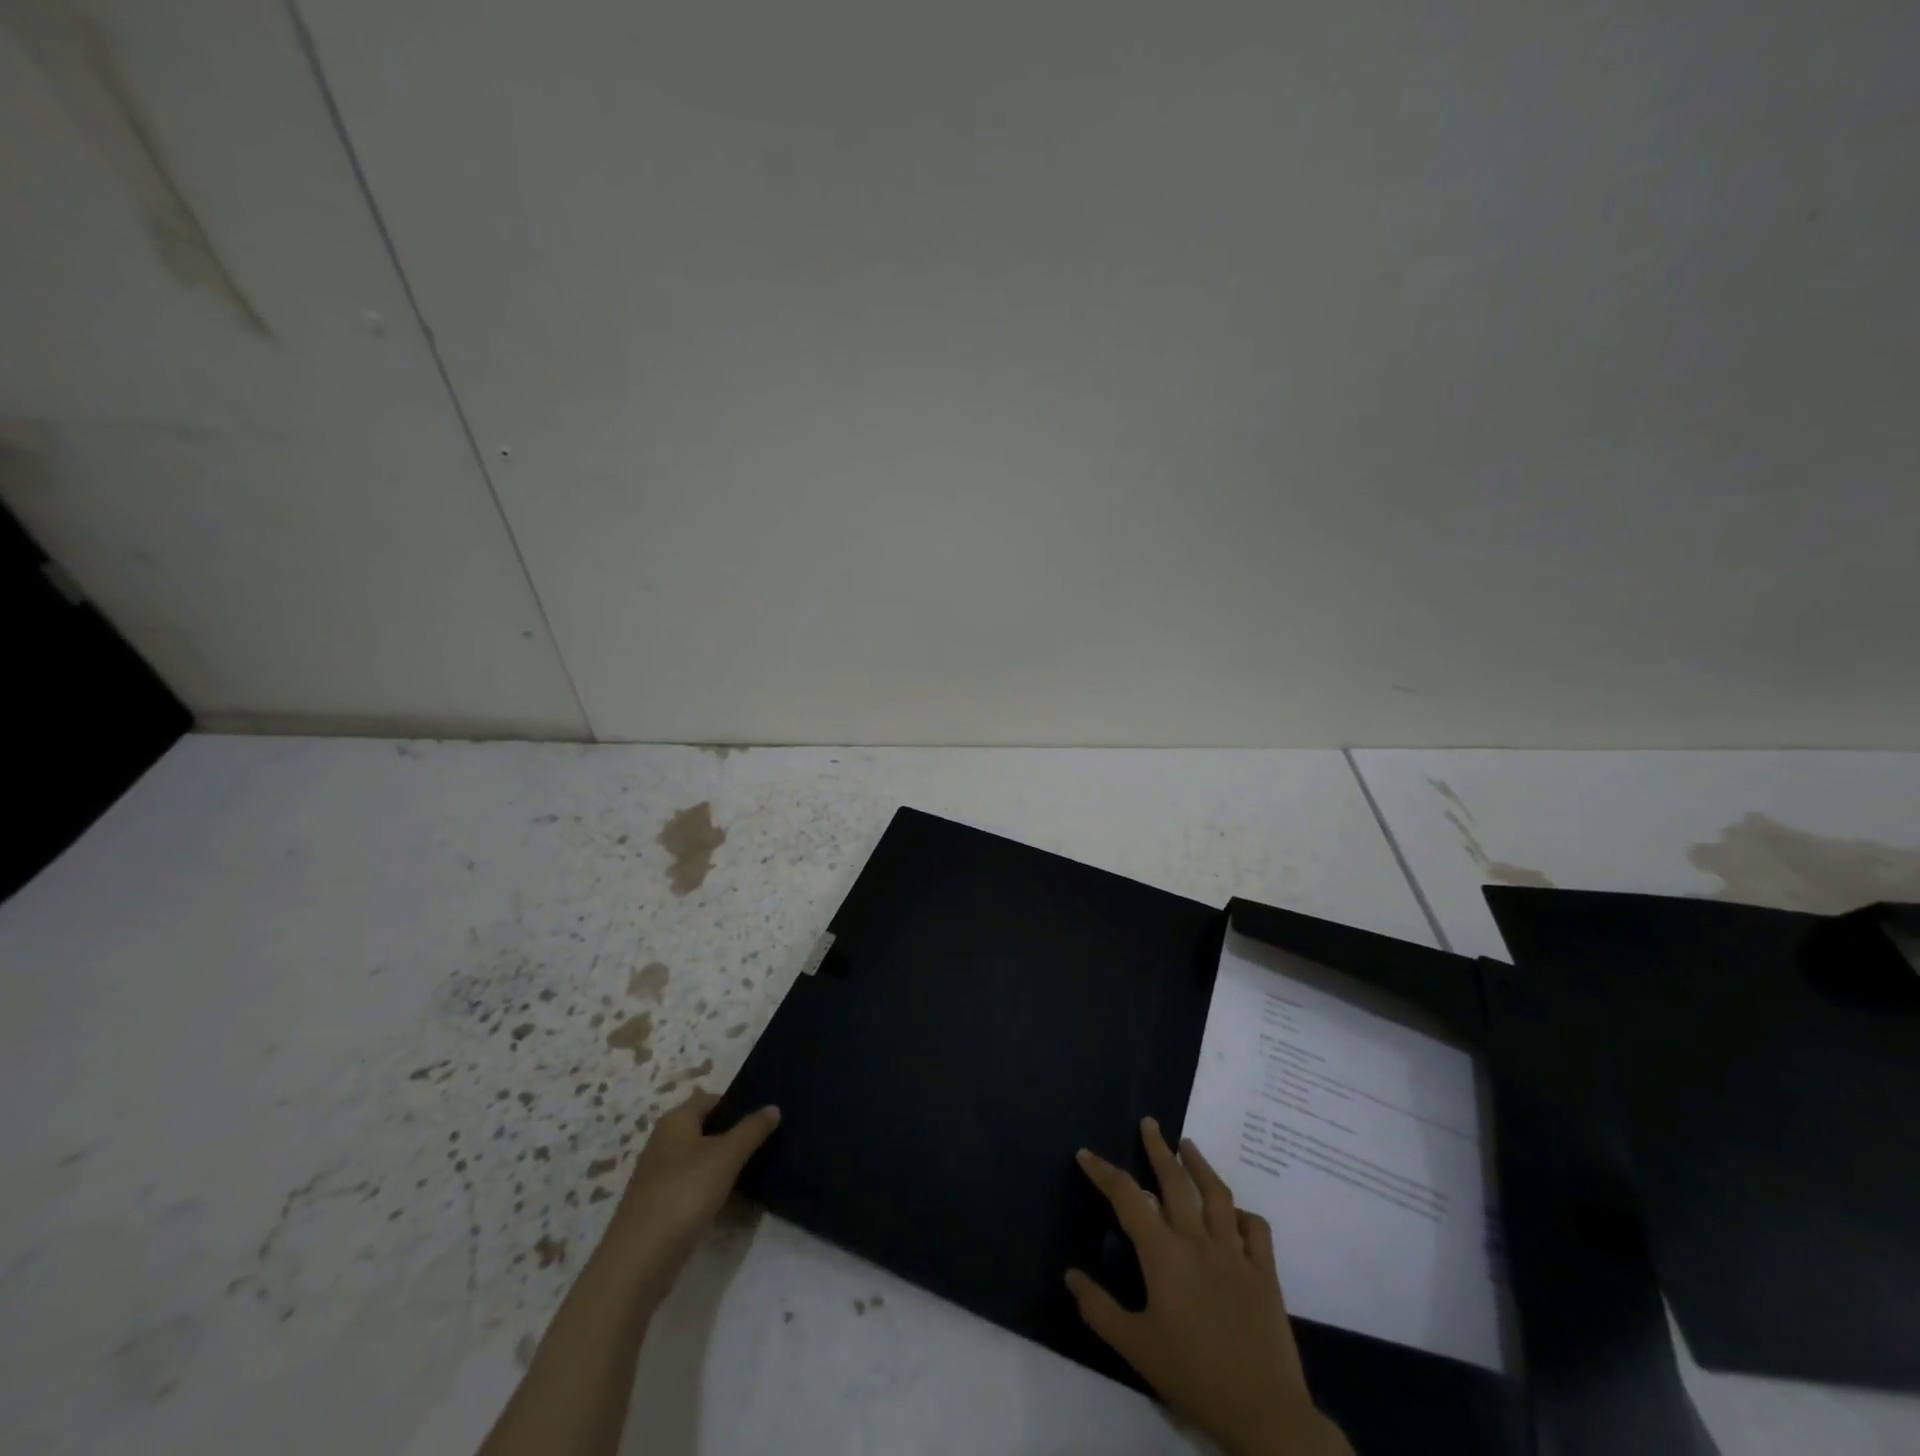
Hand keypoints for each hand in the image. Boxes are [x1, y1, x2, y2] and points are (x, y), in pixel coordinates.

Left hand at [603, 1089, 779, 1294]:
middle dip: (734, 1136)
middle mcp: (664, 1142)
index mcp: (675, 1121)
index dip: (738, 1104)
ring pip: (700, 1160)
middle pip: (706, 1129)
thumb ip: (751, 1129)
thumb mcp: (726, 1155)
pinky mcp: (660, 1207)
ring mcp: (659, 1176)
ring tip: (757, 1170)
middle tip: (767, 1143)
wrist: (639, 1260)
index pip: (711, 1099)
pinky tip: (733, 1201)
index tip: (765, 1117)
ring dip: (724, 1165)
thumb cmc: (685, 1192)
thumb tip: (773, 1107)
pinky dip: (712, 1190)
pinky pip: (693, 1187)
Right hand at [1067, 1119, 1349, 1455]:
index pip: (1126, 1197)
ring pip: (1217, 1195)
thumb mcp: (1135, 1347)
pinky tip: (1237, 1212)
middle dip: (1158, 1148)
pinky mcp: (1265, 1273)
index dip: (1104, 1172)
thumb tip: (1070, 1274)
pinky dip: (1245, 1215)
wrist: (1263, 1412)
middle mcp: (1197, 1241)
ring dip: (1200, 1165)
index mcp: (1163, 1254)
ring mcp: (1235, 1253)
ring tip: (1188, 1145)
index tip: (1086, 1153)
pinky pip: (1257, 1231)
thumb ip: (1099, 1309)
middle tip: (1149, 1123)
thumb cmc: (1193, 1376)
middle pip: (1174, 1182)